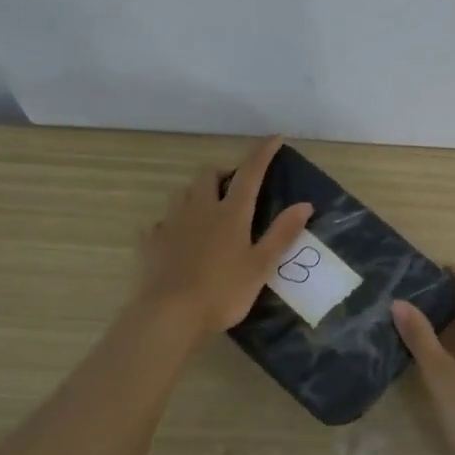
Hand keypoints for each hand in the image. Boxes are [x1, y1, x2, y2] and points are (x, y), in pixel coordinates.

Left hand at [137, 136, 313, 336]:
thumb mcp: (260, 266)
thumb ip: (281, 234)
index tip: (274, 138)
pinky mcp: (150, 242)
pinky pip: (160, 222)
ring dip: (197, 192)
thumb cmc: (222, 292)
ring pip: (183, 193)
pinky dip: (172, 223)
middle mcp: (199, 209)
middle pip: (208, 174)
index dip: (262, 153)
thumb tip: (304, 204)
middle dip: (223, 172)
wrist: (169, 315)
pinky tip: (177, 237)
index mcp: (230, 213)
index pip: (249, 173)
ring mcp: (170, 223)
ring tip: (208, 209)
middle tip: (236, 186)